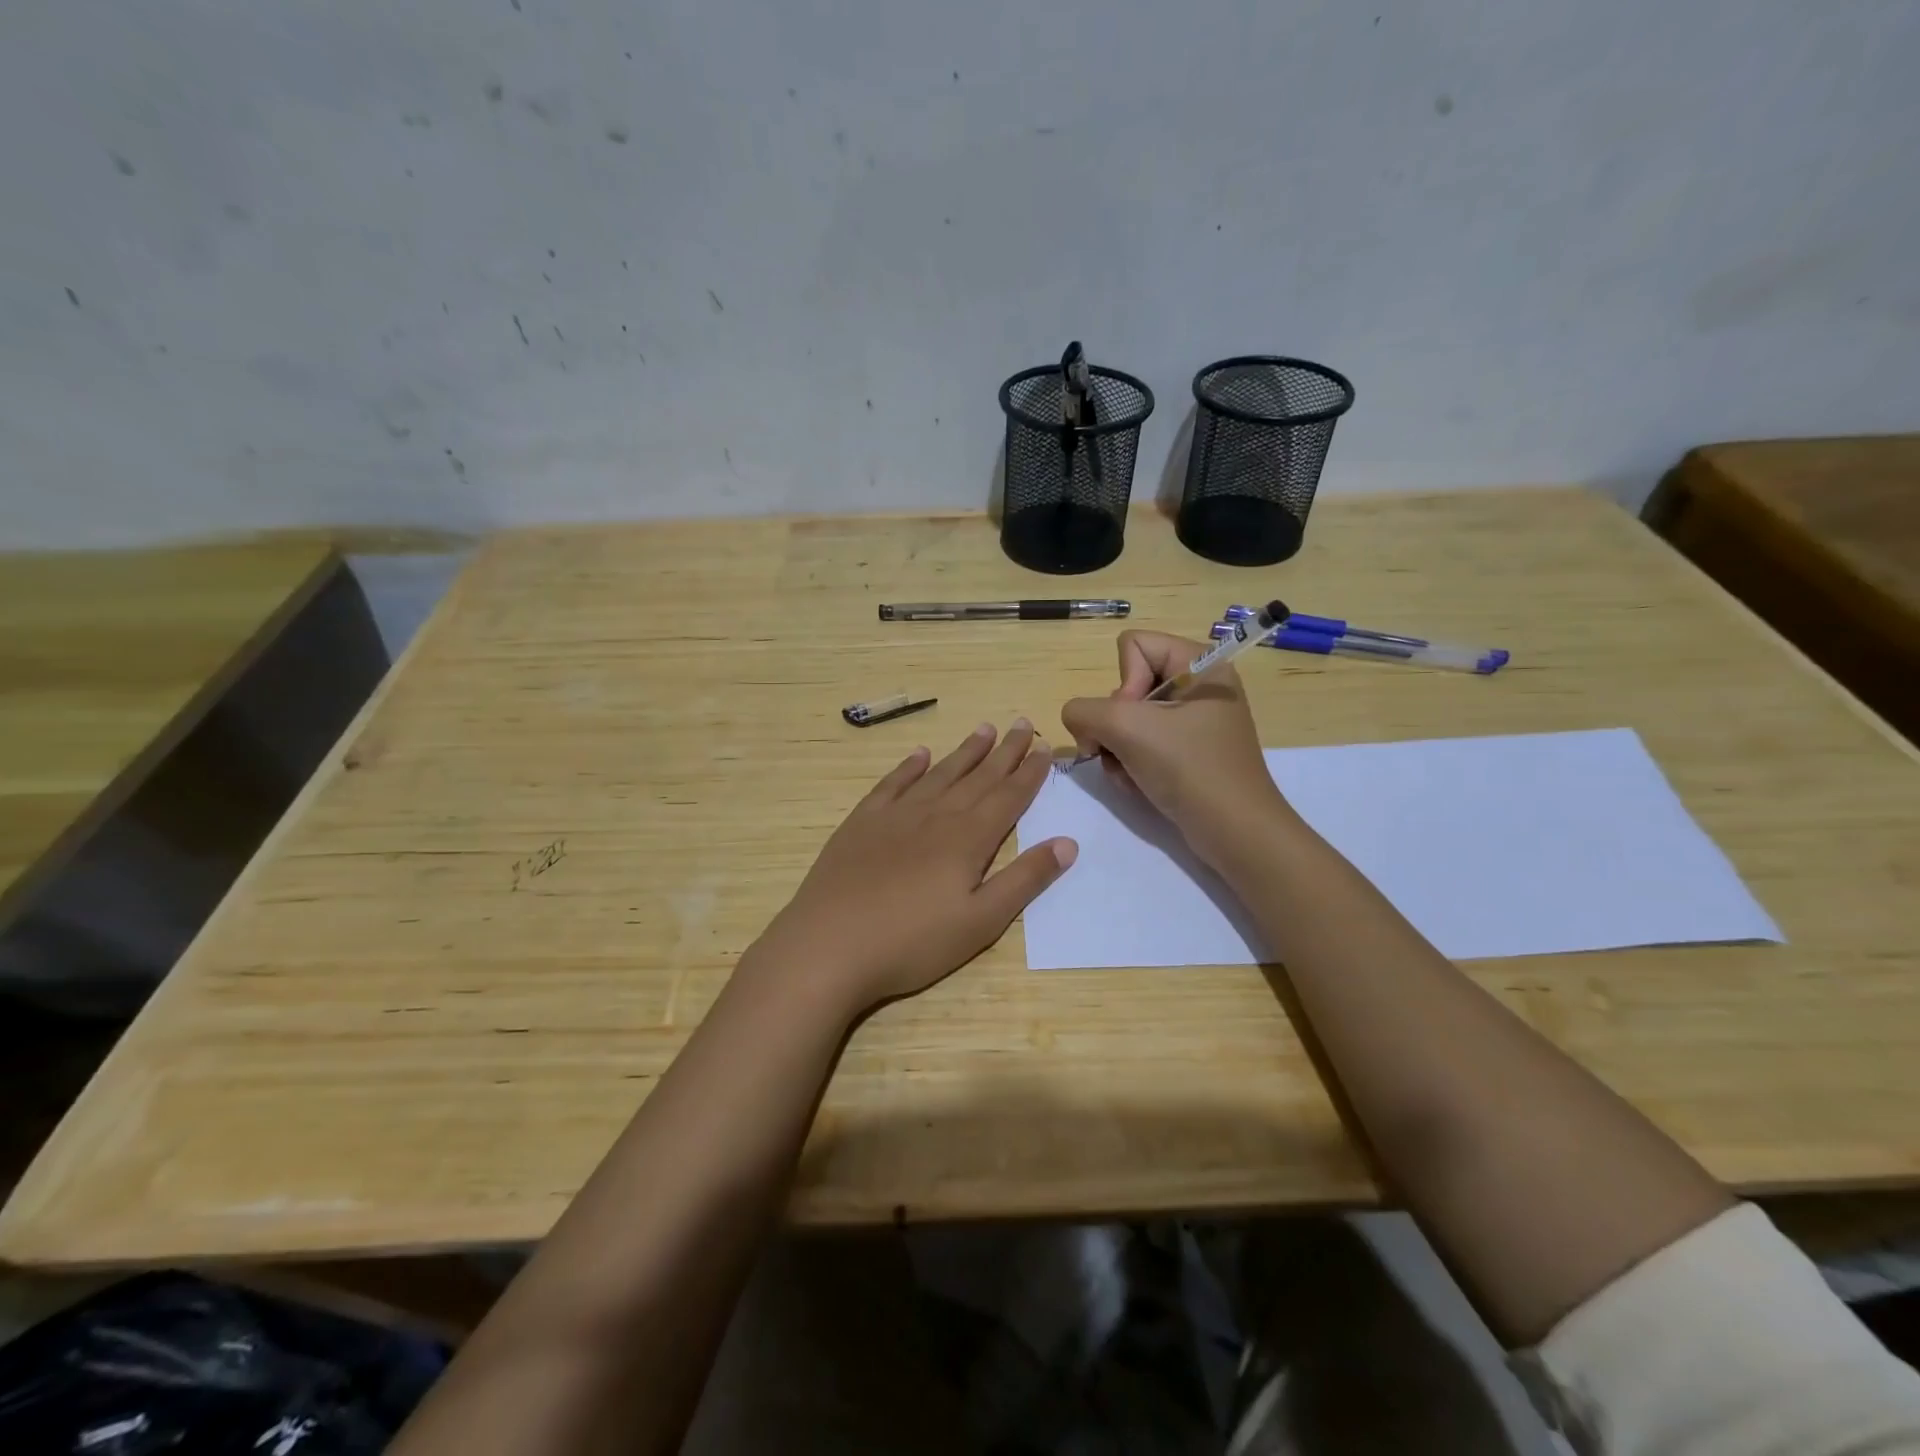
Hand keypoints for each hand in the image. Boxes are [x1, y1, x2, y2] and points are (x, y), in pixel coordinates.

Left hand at [749, 720, 1076, 1018]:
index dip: (1029, 773)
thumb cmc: (912, 942)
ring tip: (984, 729)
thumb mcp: (981, 922)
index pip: (1008, 797)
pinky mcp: (861, 823)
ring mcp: (895, 815)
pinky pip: (892, 784)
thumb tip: (1068, 842)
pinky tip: (920, 754)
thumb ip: (1025, 880)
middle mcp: (935, 816)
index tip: (1044, 748)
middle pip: (977, 777)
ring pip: (939, 774)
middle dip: (1004, 752)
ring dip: (964, 752)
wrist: (829, 945)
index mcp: (968, 839)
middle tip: (1023, 724)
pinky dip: (909, 767)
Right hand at [1060, 631, 1288, 860]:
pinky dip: (1130, 764)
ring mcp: (1193, 721)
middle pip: (1126, 685)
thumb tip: (1078, 721)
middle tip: (1122, 752)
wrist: (1235, 832)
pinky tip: (1138, 784)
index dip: (1123, 683)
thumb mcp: (1127, 729)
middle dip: (1114, 724)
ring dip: (1117, 749)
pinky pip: (1141, 744)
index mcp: (1200, 664)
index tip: (1135, 720)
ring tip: (1129, 774)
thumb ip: (1084, 711)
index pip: (1133, 646)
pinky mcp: (1187, 752)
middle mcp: (1198, 686)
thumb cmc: (1189, 768)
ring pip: (1127, 719)